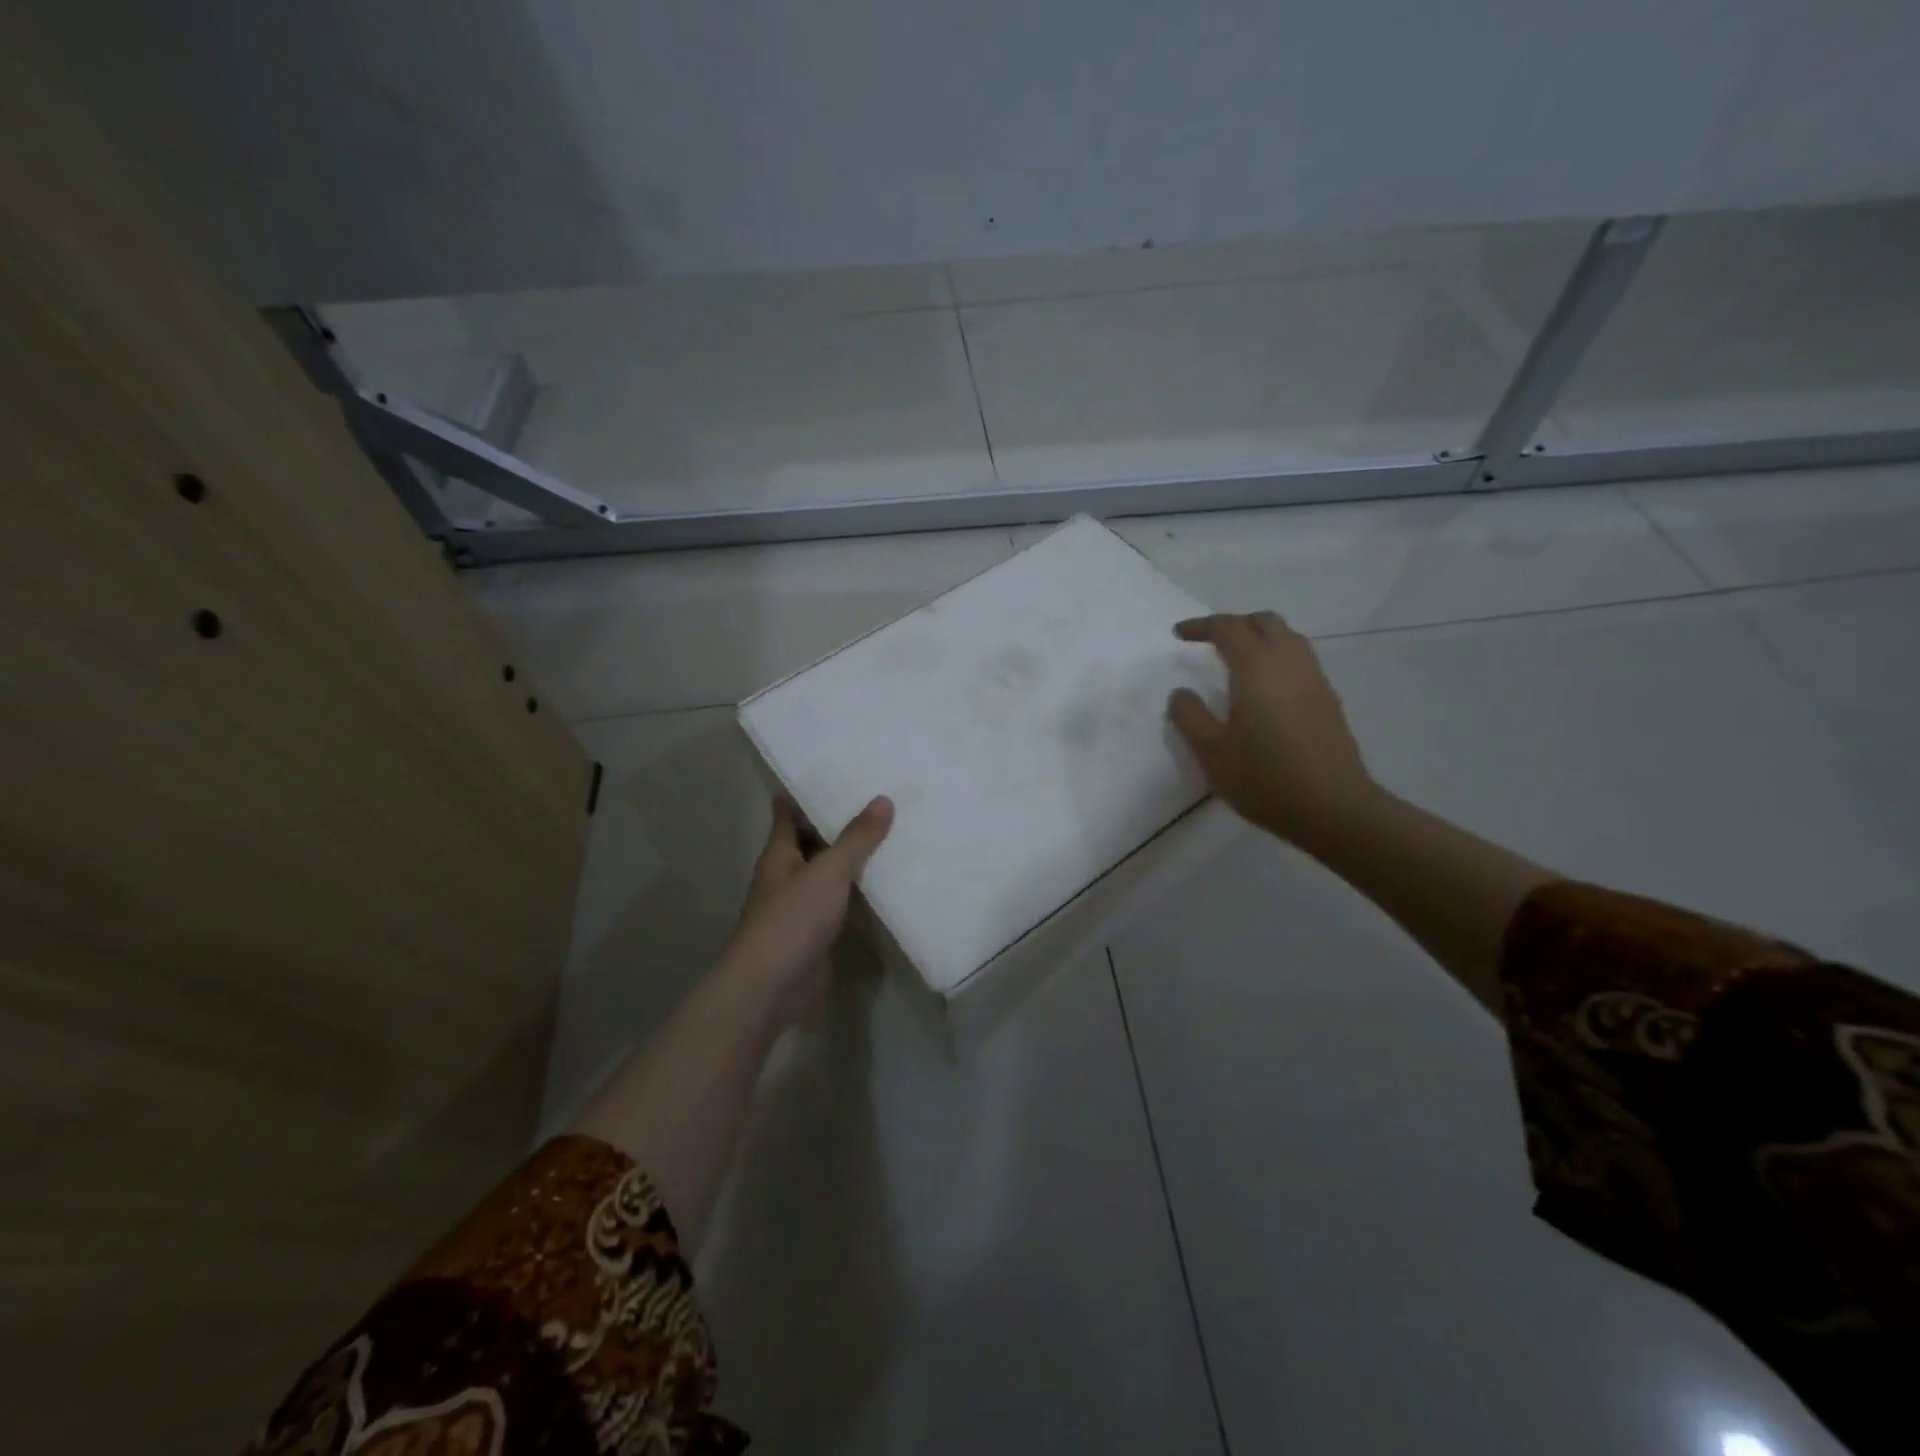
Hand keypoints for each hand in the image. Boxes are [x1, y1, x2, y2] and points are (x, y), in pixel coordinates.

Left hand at [721, 794, 893, 1022]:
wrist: (770, 986)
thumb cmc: (791, 919)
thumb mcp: (828, 871)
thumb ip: (856, 838)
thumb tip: (883, 799)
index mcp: (779, 853)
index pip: (787, 813)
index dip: (805, 793)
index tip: (833, 774)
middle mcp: (784, 875)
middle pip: (809, 840)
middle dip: (835, 823)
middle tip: (875, 800)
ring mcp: (796, 906)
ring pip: (824, 872)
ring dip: (848, 858)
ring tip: (887, 834)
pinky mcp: (811, 932)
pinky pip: (835, 901)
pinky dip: (854, 891)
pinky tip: (882, 882)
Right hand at [1166, 611, 1376, 848]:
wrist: (1334, 808)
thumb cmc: (1265, 778)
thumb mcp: (1211, 753)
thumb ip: (1190, 717)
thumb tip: (1181, 693)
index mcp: (1256, 669)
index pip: (1228, 628)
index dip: (1201, 626)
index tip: (1179, 634)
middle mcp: (1289, 663)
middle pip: (1264, 622)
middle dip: (1234, 624)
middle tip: (1209, 642)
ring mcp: (1314, 680)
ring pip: (1288, 637)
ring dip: (1260, 637)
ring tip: (1237, 660)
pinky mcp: (1328, 700)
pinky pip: (1300, 660)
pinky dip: (1277, 657)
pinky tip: (1265, 689)